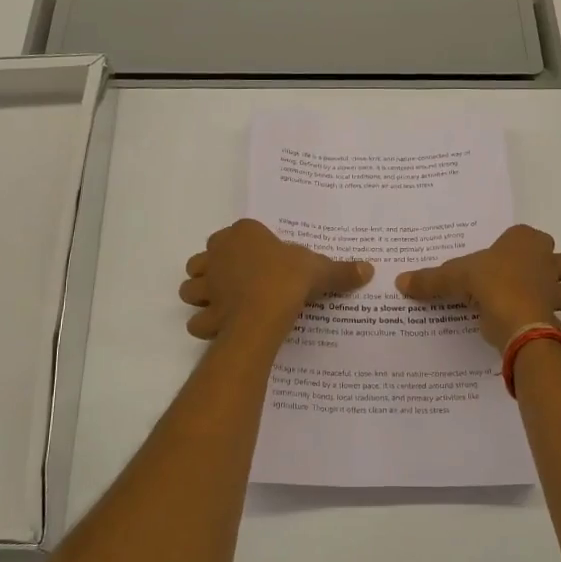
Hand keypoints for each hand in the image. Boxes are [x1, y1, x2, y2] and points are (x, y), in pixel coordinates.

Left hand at [179, 219, 372, 340]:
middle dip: (217, 268)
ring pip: (192, 286)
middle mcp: (218, 253)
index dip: (249, 246)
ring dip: (202, 294)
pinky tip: (222, 328)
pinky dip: (206, 324)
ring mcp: (208, 284)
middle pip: (207, 258)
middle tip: (241, 281)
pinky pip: (198, 319)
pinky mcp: (205, 312)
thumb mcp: (320, 270)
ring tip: (224, 303)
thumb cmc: (289, 278)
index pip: (240, 233)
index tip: (266, 260)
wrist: (265, 311)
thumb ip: (341, 270)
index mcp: (243, 233)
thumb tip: (369, 269)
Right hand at [396, 224, 560, 350]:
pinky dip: (548, 323)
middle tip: (528, 280)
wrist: (518, 320)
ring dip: (556, 296)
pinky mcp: (557, 315)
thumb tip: (399, 281)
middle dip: (554, 269)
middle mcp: (547, 260)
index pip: (527, 235)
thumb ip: (429, 279)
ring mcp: (556, 289)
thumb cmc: (489, 284)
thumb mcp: (452, 278)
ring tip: (531, 305)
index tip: (500, 258)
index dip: (516, 246)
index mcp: (525, 241)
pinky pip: (558, 318)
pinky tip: (528, 328)